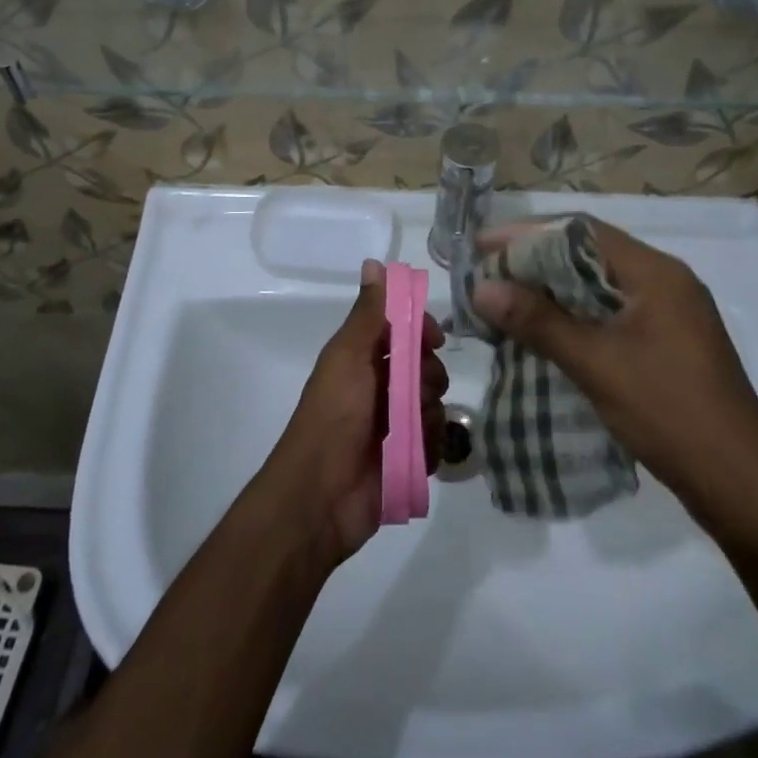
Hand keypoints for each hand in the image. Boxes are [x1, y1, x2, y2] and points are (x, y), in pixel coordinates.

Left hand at [258, 259, 448, 564]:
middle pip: (425, 366)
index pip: (403, 330)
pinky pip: (436, 439)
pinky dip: (429, 443)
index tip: (434, 339)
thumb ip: (368, 312)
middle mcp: (379, 386)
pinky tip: (415, 452)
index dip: (422, 330)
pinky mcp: (407, 457)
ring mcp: (394, 424)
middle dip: (428, 375)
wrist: (321, 495)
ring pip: (434, 402)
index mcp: (361, 358)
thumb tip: (374, 261)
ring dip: (428, 413)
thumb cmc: (333, 415)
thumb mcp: (349, 355)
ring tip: (410, 428)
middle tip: (415, 389)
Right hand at [469, 219, 757, 539]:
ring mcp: (673, 315)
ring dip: (554, 293)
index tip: (483, 247)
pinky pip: (613, 315)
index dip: (528, 234)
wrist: (741, 486)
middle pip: (590, 255)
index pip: (582, 232)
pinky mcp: (671, 345)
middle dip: (536, 263)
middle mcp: (667, 282)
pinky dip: (576, 318)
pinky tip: (546, 336)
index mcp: (657, 273)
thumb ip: (538, 321)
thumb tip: (482, 288)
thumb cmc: (669, 413)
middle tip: (488, 277)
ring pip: (600, 288)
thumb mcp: (597, 364)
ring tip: (506, 304)